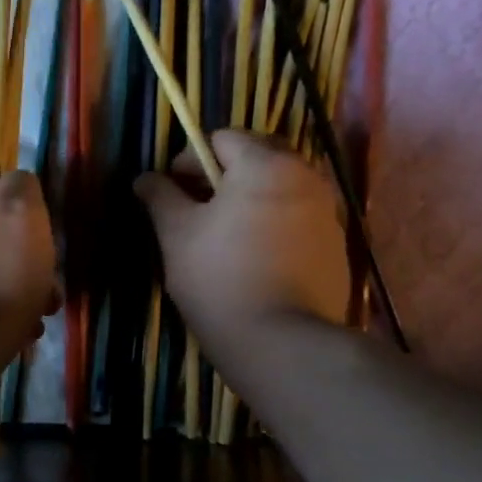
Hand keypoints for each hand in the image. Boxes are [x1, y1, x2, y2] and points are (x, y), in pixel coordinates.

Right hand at [134, 130, 349, 354]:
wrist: (282, 343)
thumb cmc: (220, 279)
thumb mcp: (176, 235)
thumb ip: (160, 197)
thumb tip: (144, 178)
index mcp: (265, 164)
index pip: (222, 138)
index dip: (189, 160)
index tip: (172, 195)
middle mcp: (306, 176)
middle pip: (257, 159)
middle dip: (223, 177)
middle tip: (197, 213)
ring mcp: (328, 213)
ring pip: (280, 190)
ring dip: (250, 202)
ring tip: (224, 239)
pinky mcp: (337, 247)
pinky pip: (298, 220)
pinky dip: (273, 227)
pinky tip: (254, 261)